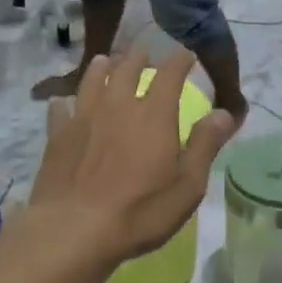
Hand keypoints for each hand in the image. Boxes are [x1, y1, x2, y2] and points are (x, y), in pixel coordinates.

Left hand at [29, 48, 235, 263]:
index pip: (170, 74)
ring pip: (92, 81)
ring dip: (101, 68)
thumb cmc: (140, 211)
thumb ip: (205, 145)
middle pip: (127, 69)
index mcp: (154, 115)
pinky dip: (65, 101)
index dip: (180, 60)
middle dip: (138, 58)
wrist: (74, 230)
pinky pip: (61, 109)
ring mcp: (83, 118)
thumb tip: (224, 113)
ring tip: (105, 60)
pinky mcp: (57, 136)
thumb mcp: (188, 185)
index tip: (186, 54)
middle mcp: (118, 106)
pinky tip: (64, 103)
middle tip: (144, 52)